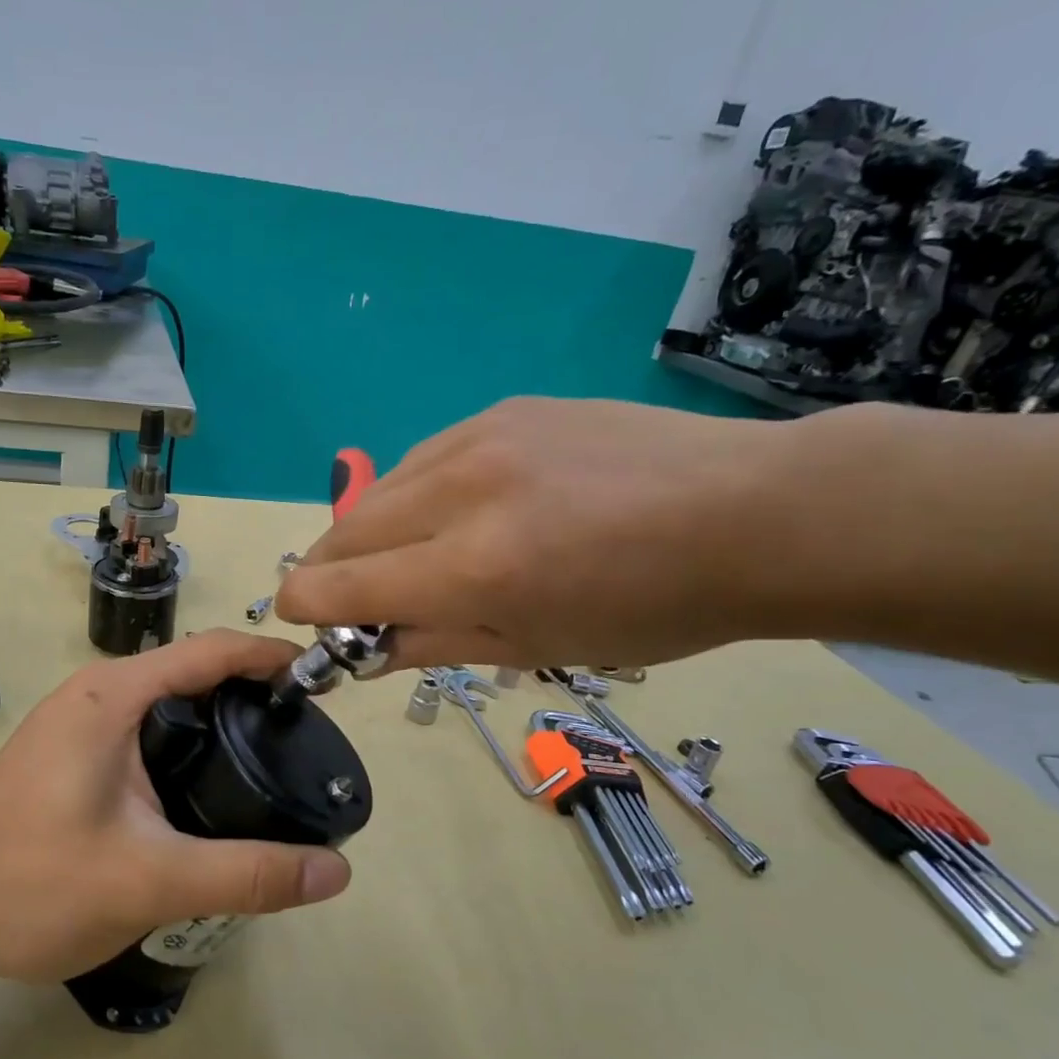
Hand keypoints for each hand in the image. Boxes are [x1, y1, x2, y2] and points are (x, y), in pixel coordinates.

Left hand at [0, 631, 353, 984]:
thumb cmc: (30, 885)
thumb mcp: (149, 881)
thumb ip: (247, 875)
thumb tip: (336, 873)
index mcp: (115, 696)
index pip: (213, 650)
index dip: (272, 656)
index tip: (321, 683)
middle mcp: (97, 695)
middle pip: (194, 672)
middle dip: (253, 692)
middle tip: (304, 734)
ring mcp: (77, 725)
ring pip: (169, 706)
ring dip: (220, 720)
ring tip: (270, 761)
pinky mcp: (70, 757)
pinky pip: (146, 733)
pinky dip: (189, 746)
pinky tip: (209, 792)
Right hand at [274, 396, 791, 671]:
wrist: (752, 515)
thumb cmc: (651, 608)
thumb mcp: (536, 648)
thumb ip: (434, 643)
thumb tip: (368, 647)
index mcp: (472, 569)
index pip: (338, 587)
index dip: (305, 610)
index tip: (307, 624)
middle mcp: (461, 492)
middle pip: (343, 531)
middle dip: (327, 573)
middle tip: (348, 601)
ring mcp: (481, 437)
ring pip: (378, 491)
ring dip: (370, 534)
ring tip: (406, 559)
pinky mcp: (504, 409)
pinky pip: (424, 459)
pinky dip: (415, 496)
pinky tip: (451, 513)